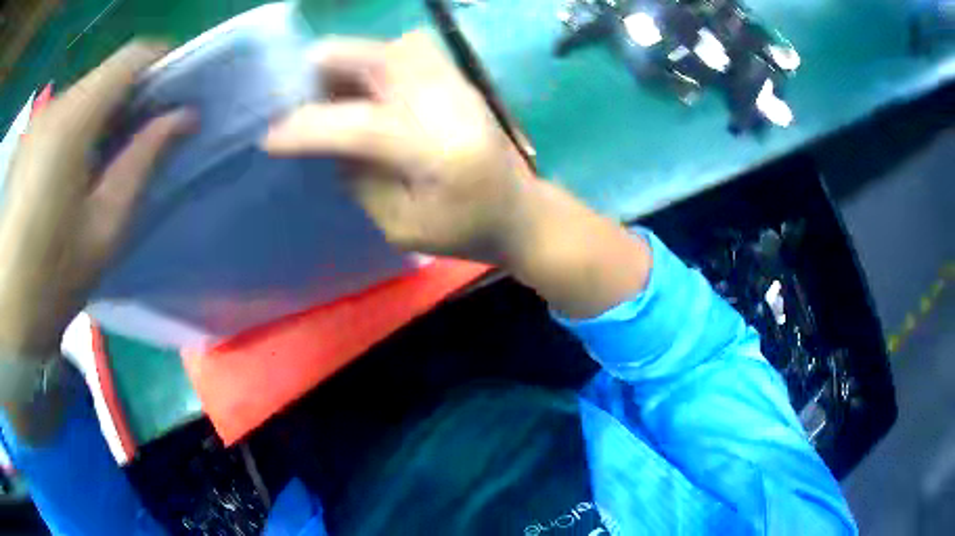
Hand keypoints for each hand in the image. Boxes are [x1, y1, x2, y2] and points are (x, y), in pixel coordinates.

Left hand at [0, 42, 193, 355]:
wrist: (7, 312)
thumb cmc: (50, 279)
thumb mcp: (104, 229)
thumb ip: (143, 161)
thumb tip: (184, 117)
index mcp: (74, 120)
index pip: (133, 57)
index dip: (165, 63)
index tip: (181, 92)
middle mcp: (56, 105)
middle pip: (109, 74)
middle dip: (136, 94)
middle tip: (150, 135)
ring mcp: (39, 120)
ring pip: (87, 94)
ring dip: (108, 114)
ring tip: (113, 158)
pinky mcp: (29, 138)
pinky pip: (66, 114)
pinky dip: (84, 127)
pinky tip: (81, 167)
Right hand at [263, 32, 537, 264]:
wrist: (519, 210)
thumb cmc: (463, 231)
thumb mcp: (400, 226)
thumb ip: (357, 177)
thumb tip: (323, 138)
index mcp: (438, 151)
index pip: (360, 124)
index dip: (307, 126)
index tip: (269, 135)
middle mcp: (448, 102)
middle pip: (375, 59)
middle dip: (322, 69)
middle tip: (291, 94)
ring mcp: (456, 81)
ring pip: (387, 46)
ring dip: (346, 61)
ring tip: (321, 89)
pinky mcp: (457, 76)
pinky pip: (404, 50)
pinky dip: (371, 60)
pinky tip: (359, 85)